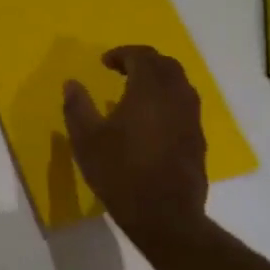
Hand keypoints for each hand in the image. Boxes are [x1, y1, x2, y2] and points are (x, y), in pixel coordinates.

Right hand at [63, 46, 208, 251]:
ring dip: (159, 79)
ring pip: (180, 84)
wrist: (165, 216)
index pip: (142, 57)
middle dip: (144, 61)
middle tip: (121, 69)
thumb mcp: (86, 140)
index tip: (104, 62)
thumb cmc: (120, 173)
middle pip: (167, 65)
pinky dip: (168, 99)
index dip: (122, 54)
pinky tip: (150, 118)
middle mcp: (176, 98)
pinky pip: (185, 105)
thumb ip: (77, 106)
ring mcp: (191, 119)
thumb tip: (71, 84)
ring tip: (135, 91)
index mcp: (149, 91)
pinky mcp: (198, 139)